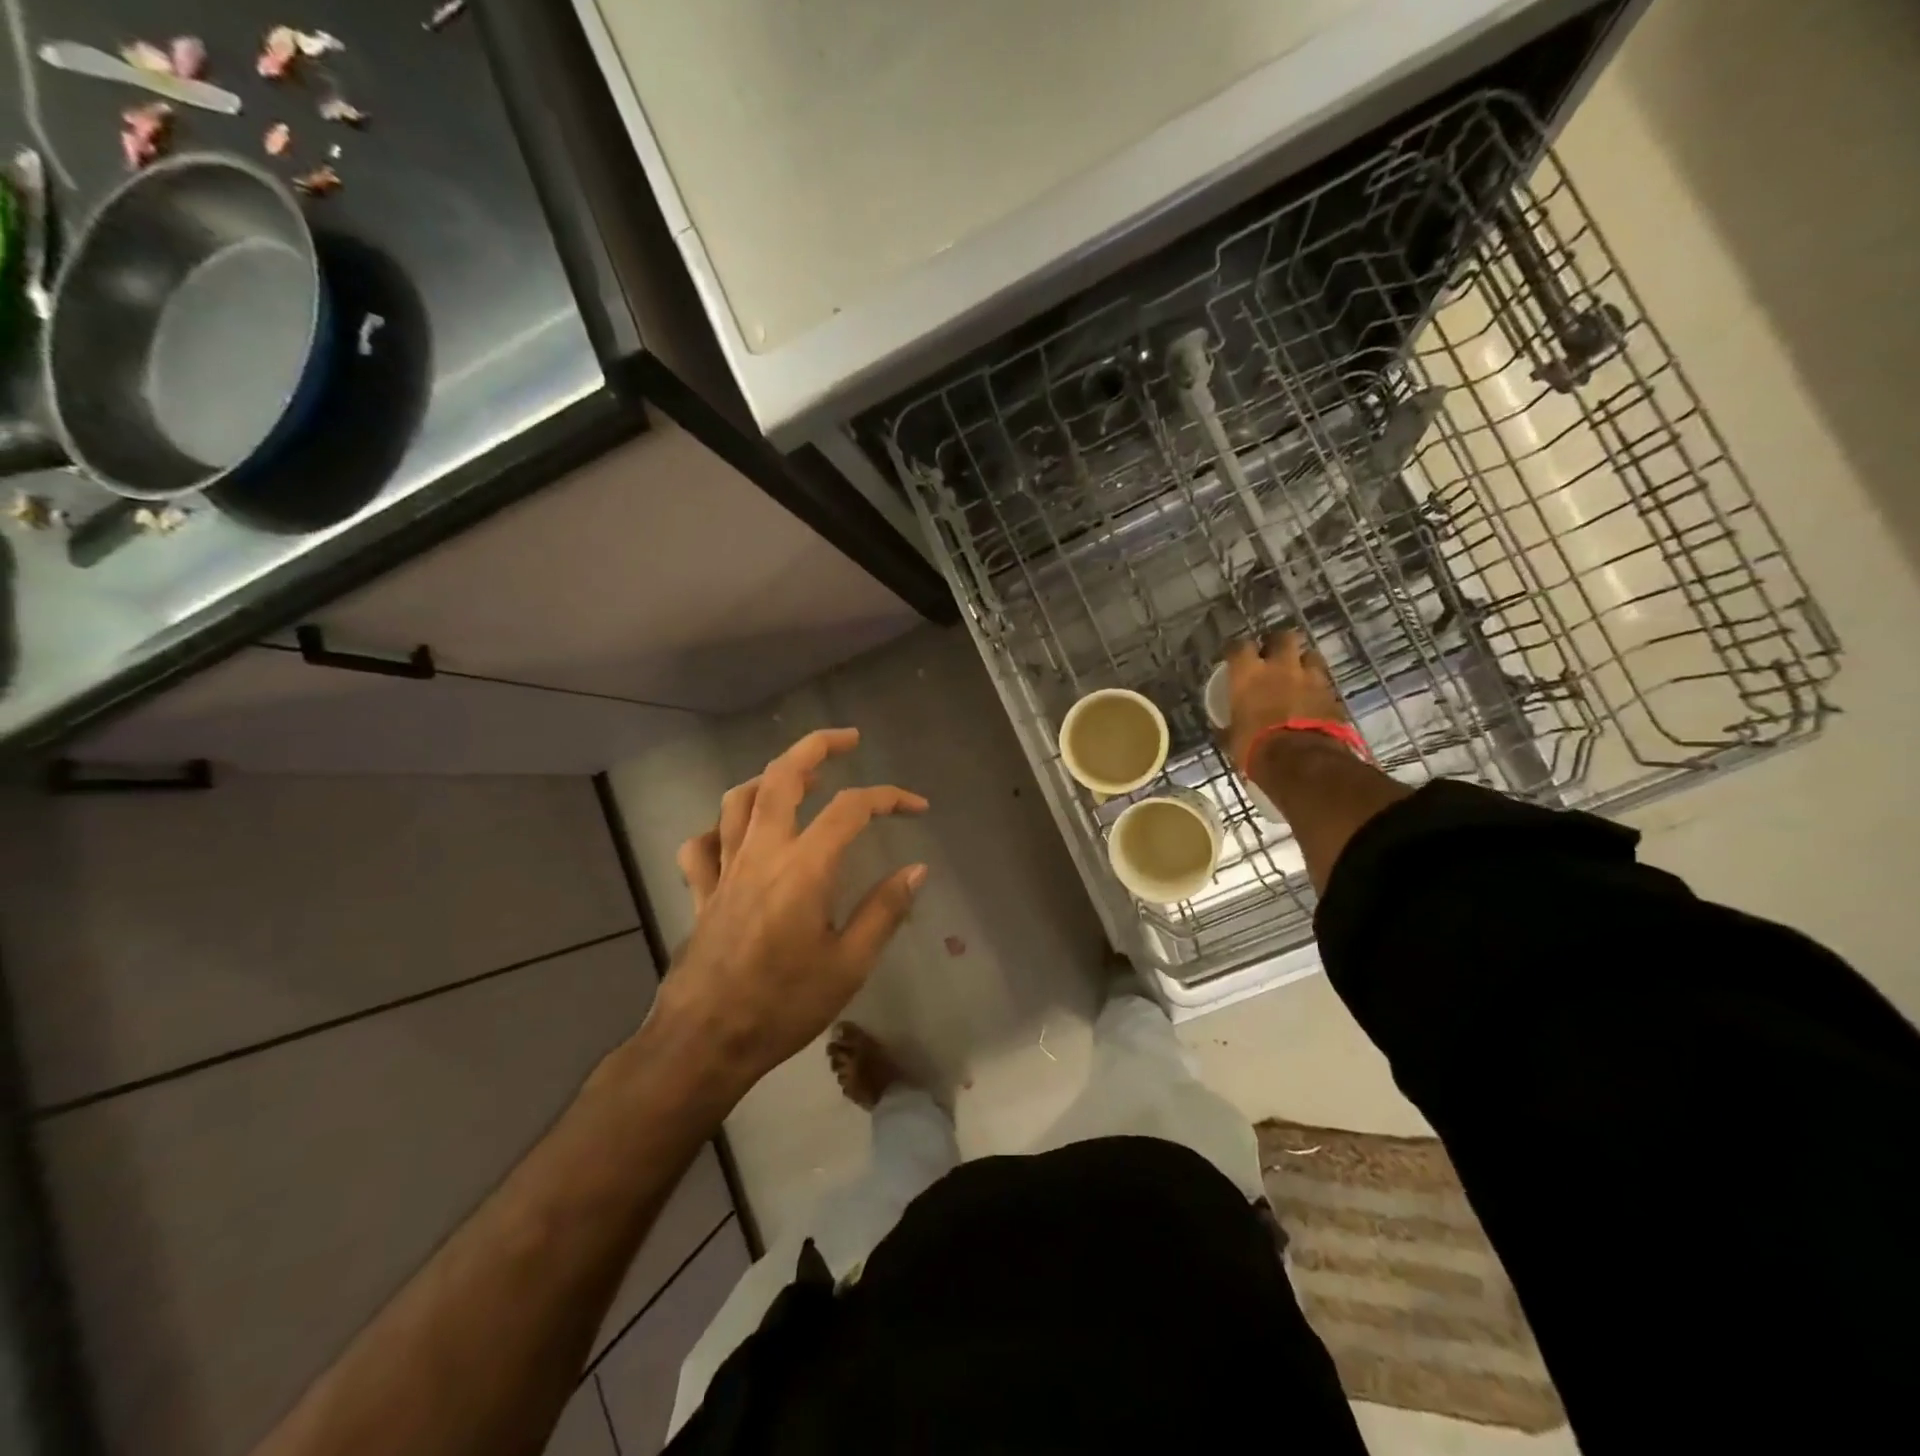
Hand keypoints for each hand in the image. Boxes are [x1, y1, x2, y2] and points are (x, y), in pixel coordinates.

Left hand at [662, 728, 928, 1093]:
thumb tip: (917, 870)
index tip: (916, 807)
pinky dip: (720, 829)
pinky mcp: (702, 891)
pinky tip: (737, 836)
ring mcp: (725, 868)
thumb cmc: (783, 1006)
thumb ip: (885, 910)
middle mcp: (762, 853)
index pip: (851, 809)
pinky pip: (702, 844)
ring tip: (798, 778)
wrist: (704, 1042)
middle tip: (847, 739)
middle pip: (782, 777)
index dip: (888, 797)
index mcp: (804, 867)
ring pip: (738, 800)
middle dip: (816, 747)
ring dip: (769, 777)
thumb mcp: (849, 965)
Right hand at [1222, 629, 1348, 772]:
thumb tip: (1222, 728)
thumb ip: (1229, 726)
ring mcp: (1309, 677)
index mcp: (1248, 674)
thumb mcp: (1232, 738)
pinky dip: (1317, 684)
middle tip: (1271, 655)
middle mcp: (1279, 667)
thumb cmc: (1256, 748)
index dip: (1235, 649)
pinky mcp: (1331, 693)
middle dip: (1277, 643)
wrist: (1301, 761)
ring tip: (1297, 673)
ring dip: (1302, 661)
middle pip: (1282, 637)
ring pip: (1309, 654)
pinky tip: (1312, 696)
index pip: (1238, 646)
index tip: (1233, 656)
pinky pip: (1323, 680)